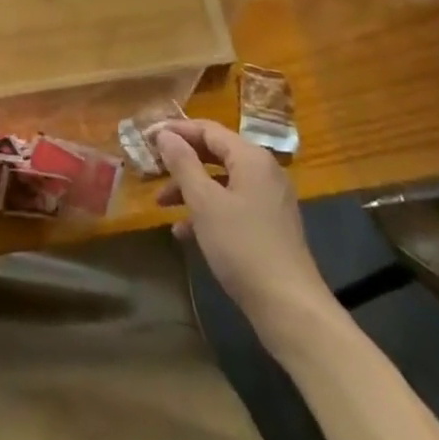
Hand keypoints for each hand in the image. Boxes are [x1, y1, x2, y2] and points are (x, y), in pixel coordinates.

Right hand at [154, 118, 331, 327]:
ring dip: (190, 189)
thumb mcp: (205, 202)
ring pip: (221, 182)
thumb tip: (165, 134)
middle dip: (181, 161)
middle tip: (152, 167)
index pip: (207, 129)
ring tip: (161, 203)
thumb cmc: (243, 247)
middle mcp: (263, 171)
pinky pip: (232, 206)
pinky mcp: (270, 227)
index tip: (146, 137)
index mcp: (251, 157)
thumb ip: (183, 163)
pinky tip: (184, 232)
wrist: (291, 310)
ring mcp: (269, 200)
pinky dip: (208, 211)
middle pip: (215, 153)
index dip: (175, 131)